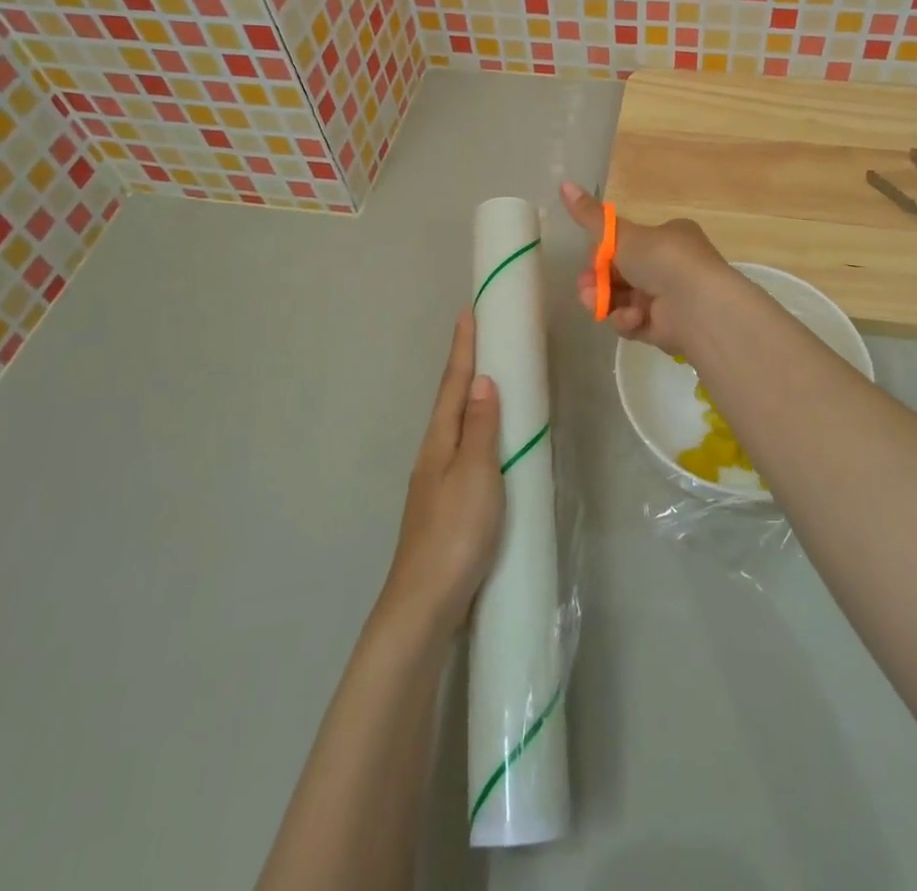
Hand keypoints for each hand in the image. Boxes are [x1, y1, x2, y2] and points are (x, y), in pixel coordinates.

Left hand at [381, 314, 504, 638]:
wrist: (425, 604)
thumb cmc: (455, 533)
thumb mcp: (475, 474)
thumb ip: (480, 428)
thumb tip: (482, 381)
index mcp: (439, 441)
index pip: (453, 384)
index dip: (463, 348)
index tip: (468, 312)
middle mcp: (433, 455)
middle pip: (450, 401)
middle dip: (465, 367)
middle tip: (483, 338)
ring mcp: (436, 482)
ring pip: (456, 427)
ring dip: (470, 398)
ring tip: (491, 380)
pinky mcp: (446, 506)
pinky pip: (463, 452)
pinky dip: (476, 432)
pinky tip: (488, 444)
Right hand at [560, 180, 730, 354]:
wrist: (698, 306)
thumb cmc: (662, 259)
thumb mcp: (621, 234)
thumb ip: (590, 217)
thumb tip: (563, 183)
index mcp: (668, 238)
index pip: (628, 244)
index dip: (604, 253)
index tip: (590, 258)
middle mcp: (671, 266)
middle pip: (622, 274)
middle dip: (599, 281)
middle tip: (585, 286)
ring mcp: (669, 299)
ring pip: (624, 300)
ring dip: (606, 301)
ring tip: (594, 303)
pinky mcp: (666, 328)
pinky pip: (635, 322)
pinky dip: (628, 320)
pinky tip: (631, 318)